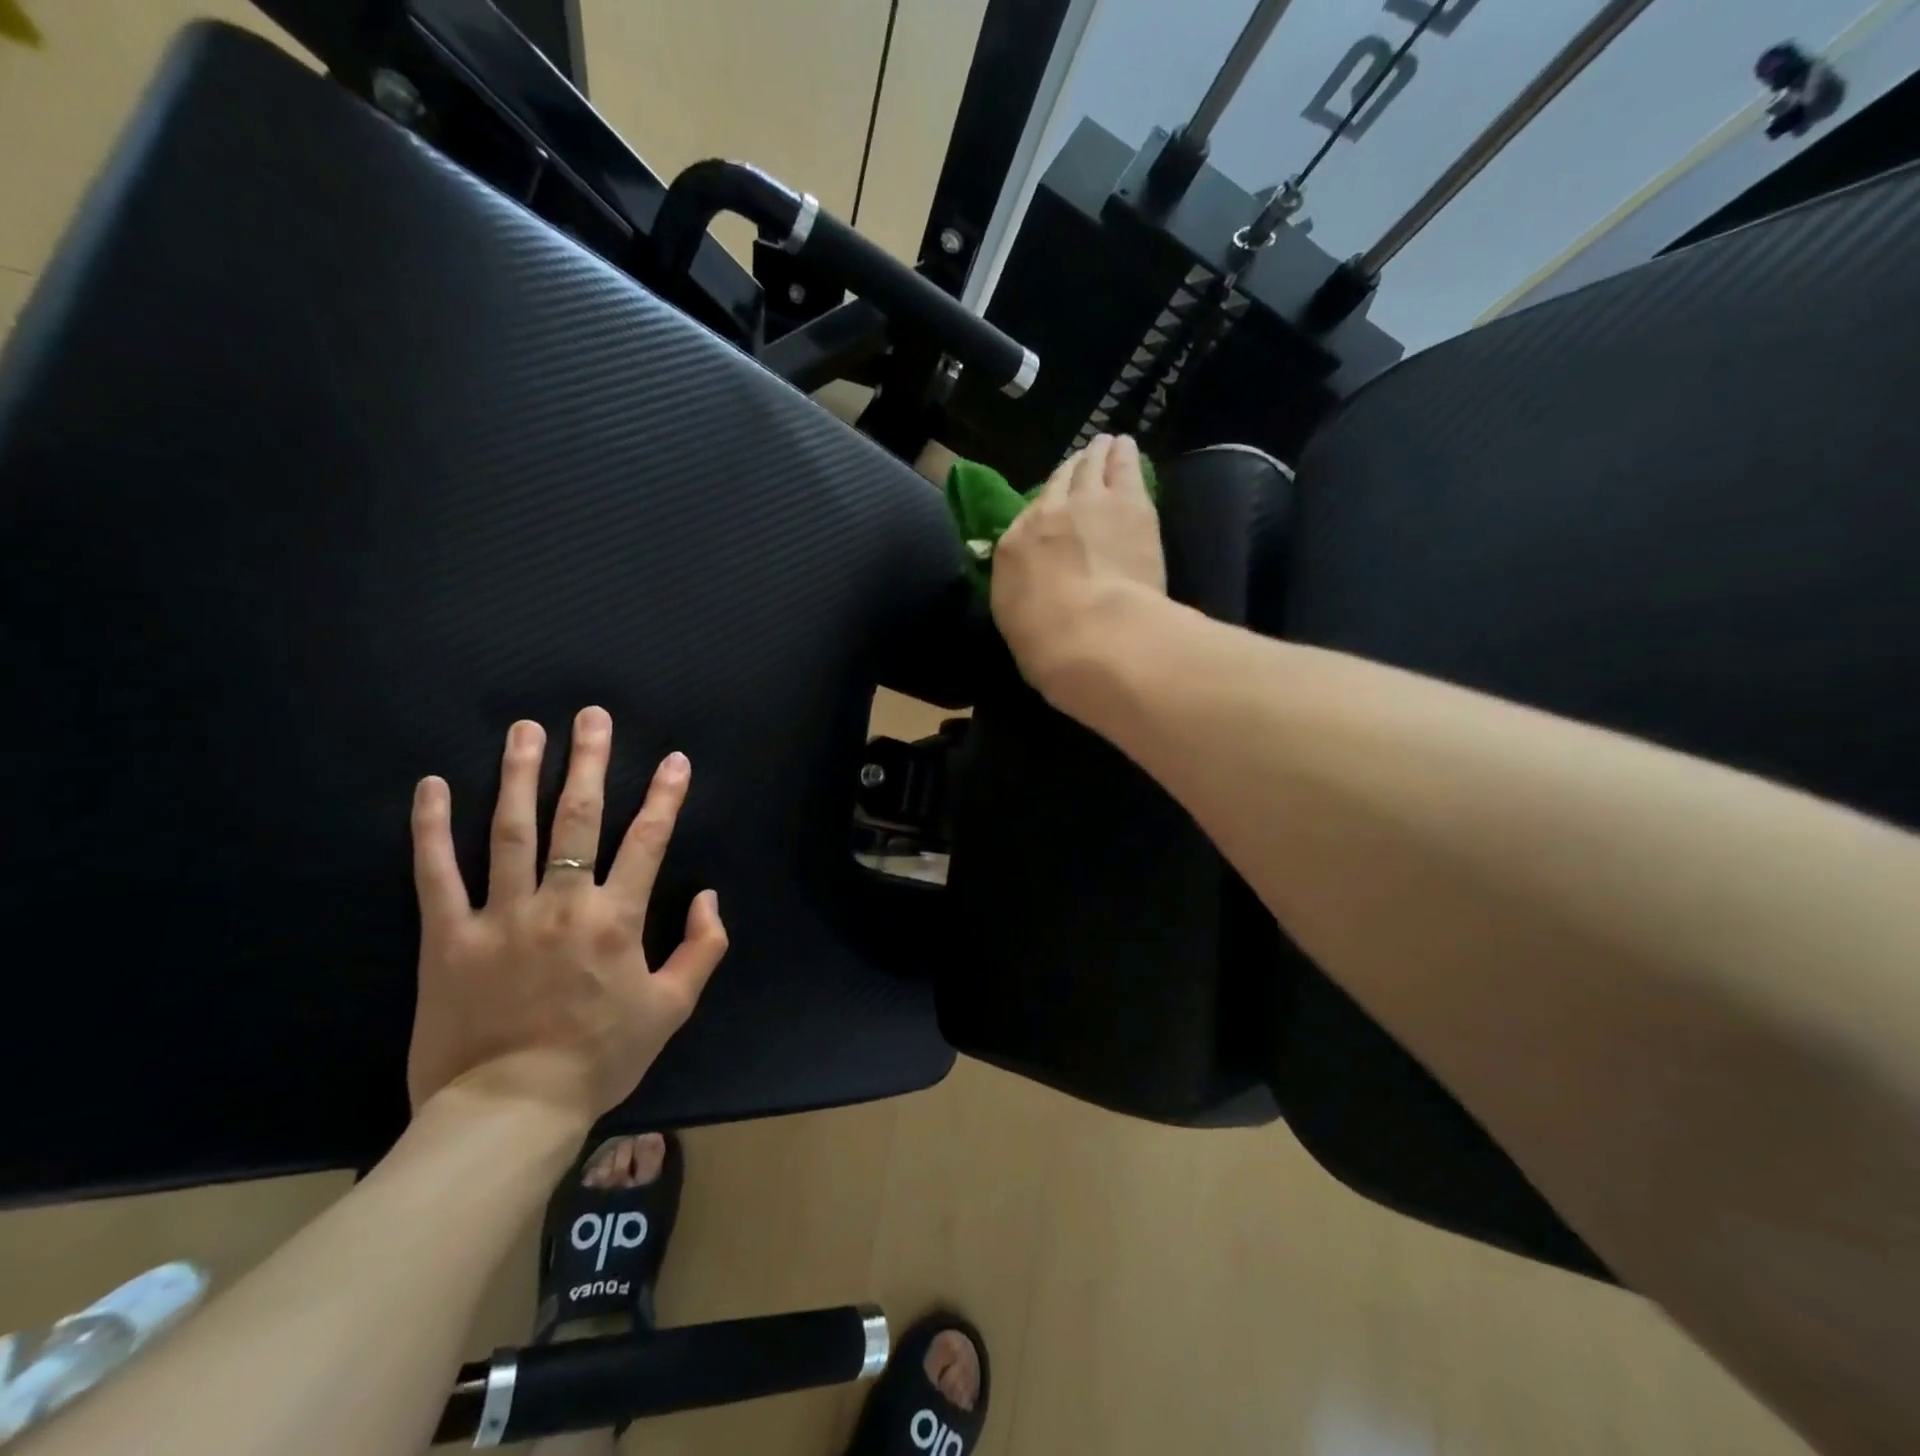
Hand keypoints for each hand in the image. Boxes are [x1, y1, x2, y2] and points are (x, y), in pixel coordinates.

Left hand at [406, 707, 728, 1124]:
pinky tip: (432, 785)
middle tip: (590, 716)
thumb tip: (710, 896)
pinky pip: (435, 873)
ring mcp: (500, 916)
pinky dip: (432, 827)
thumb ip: (704, 948)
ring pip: (510, 830)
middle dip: (588, 761)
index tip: (674, 759)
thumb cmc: (600, 1057)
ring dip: (520, 774)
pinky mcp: (448, 937)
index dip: (665, 796)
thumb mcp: (673, 1008)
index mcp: (616, 920)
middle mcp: (561, 904)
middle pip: (578, 818)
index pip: (648, 841)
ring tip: (525, 730)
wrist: (510, 1111)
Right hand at [990, 433, 1165, 706]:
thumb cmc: (1047, 645)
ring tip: (1105, 445)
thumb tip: (1033, 590)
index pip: (1027, 520)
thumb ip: (1024, 596)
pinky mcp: (1130, 503)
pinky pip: (1124, 468)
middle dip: (1070, 472)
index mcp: (1013, 548)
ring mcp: (1089, 503)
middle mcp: (1045, 514)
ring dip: (1097, 454)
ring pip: (1091, 466)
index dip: (1043, 512)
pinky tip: (1126, 446)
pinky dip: (1124, 455)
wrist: (1091, 633)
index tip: (1052, 510)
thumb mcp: (1018, 623)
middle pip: (1059, 483)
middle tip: (1080, 461)